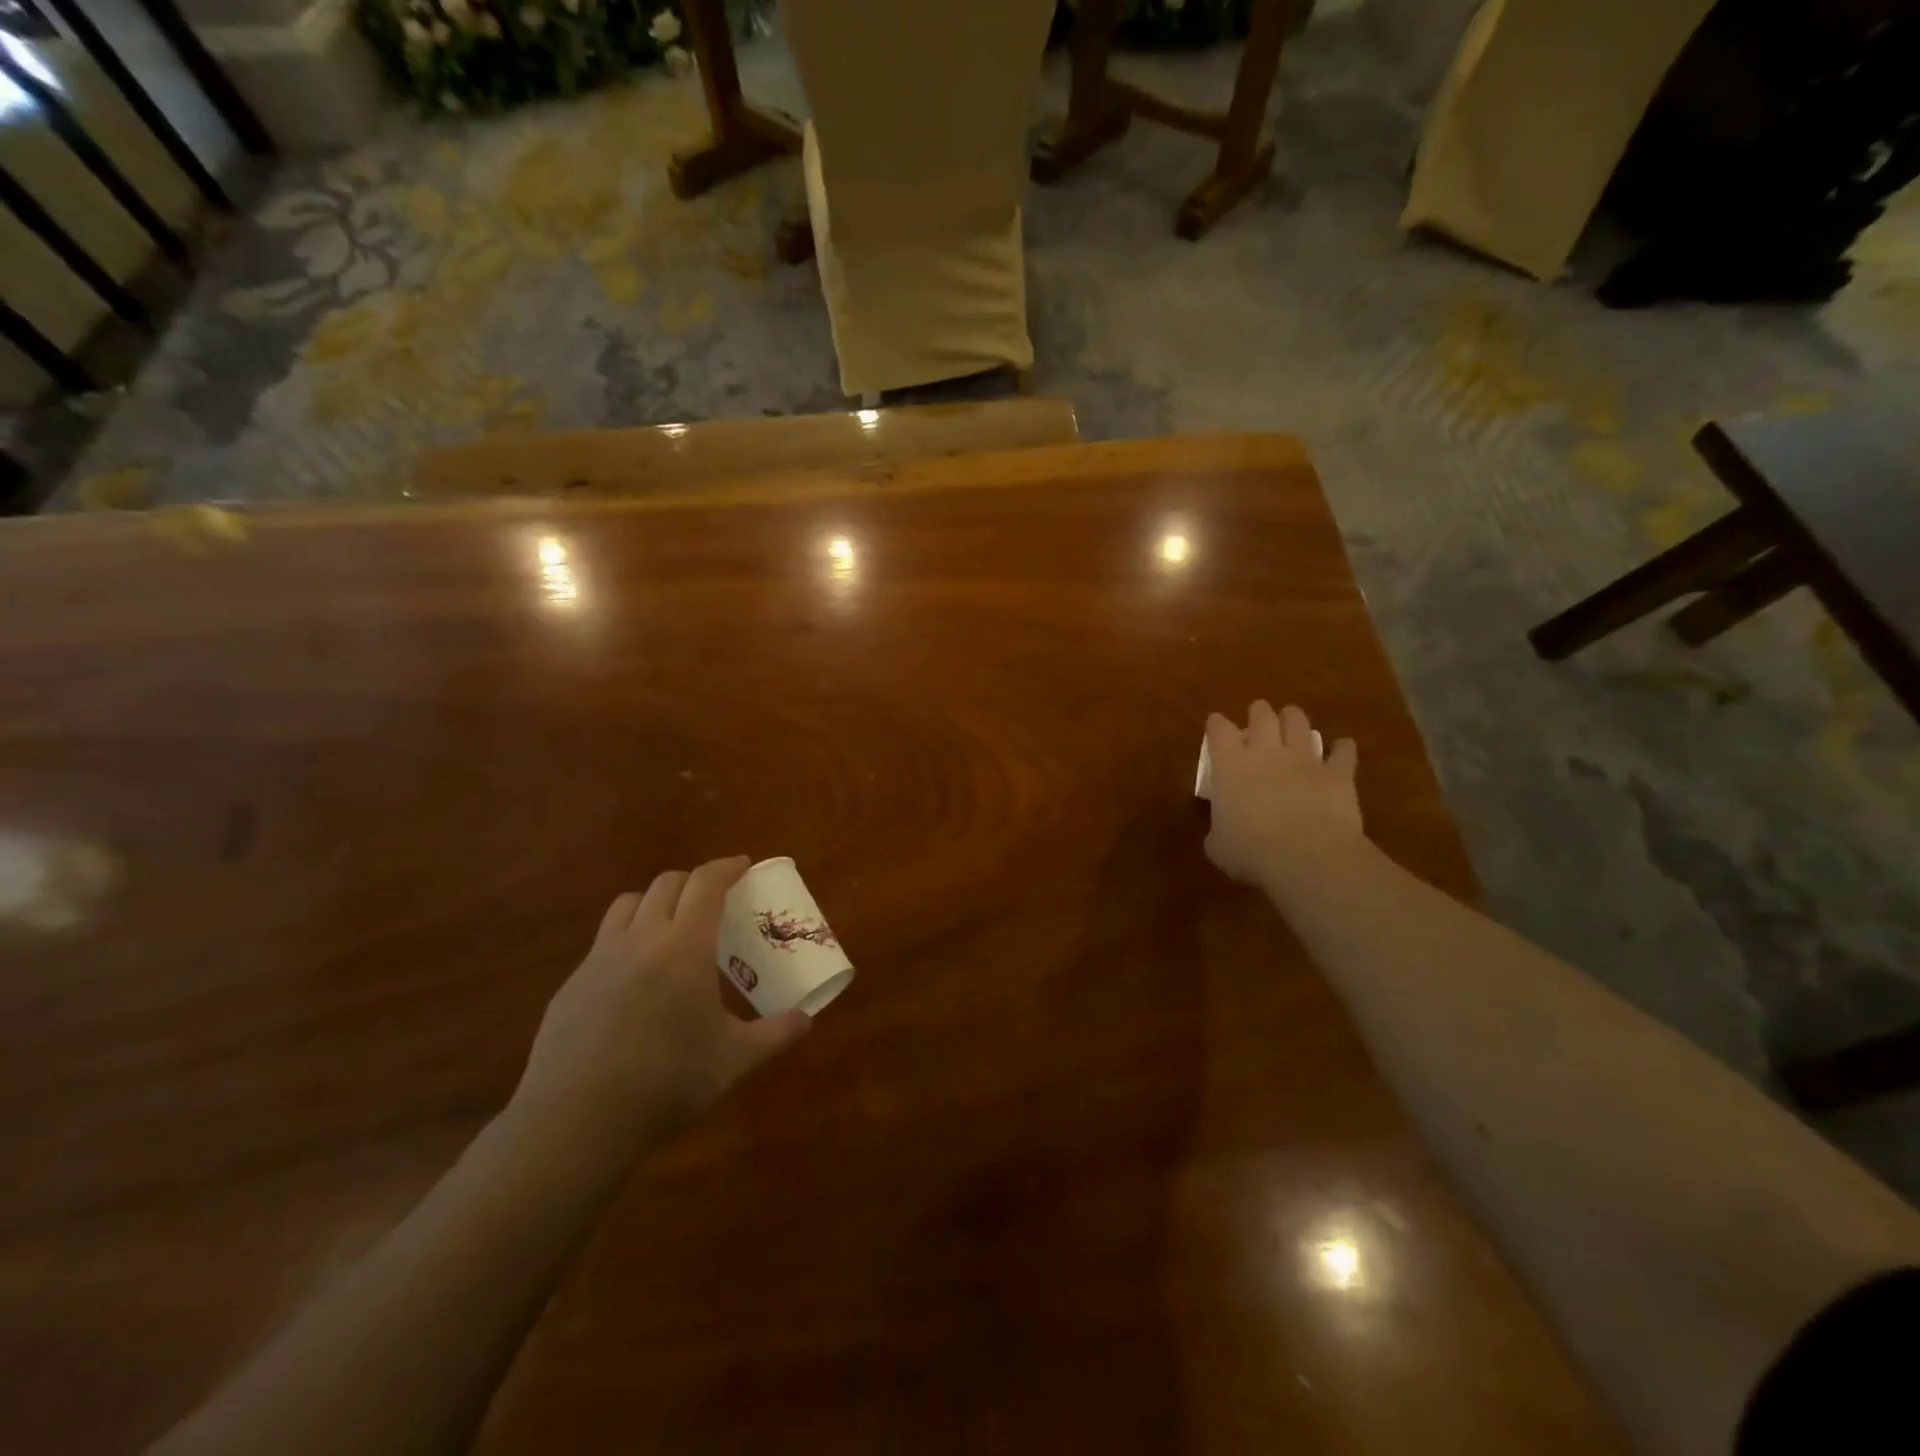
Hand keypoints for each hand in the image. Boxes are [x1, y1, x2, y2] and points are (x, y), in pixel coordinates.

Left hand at [513, 857, 810, 1146]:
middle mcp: (641, 939)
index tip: (743, 865)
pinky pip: (604, 941)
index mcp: (684, 948)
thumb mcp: (733, 1060)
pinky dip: (627, 939)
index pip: (706, 884)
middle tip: (714, 901)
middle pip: (667, 884)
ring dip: (655, 902)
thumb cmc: (666, 1083)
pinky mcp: (572, 984)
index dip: (726, 867)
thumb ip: (774, 1034)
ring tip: (671, 927)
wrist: (575, 1122)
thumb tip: (806, 1021)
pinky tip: (635, 980)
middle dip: (695, 882)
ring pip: (628, 904)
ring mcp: (599, 959)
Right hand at [1204, 702, 1362, 892]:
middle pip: (1262, 715)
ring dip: (1294, 720)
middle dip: (1259, 714)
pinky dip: (1343, 749)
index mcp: (1231, 765)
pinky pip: (1343, 752)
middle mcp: (1266, 752)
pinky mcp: (1338, 773)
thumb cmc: (1251, 852)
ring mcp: (1305, 759)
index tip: (1216, 726)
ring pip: (1299, 723)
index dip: (1217, 725)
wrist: (1307, 857)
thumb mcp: (1218, 846)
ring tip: (1293, 724)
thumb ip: (1217, 832)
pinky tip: (1342, 750)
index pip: (1219, 729)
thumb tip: (1220, 834)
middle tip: (1258, 720)